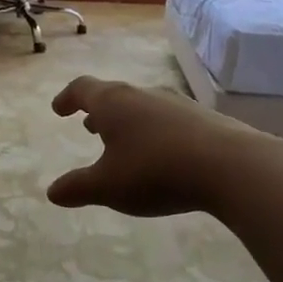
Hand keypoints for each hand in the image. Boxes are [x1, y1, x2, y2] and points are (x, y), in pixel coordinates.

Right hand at [46, 76, 277, 216]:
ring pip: (143, 106)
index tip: (58, 110)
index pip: (82, 89)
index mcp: (113, 103)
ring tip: (123, 142)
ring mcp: (176, 103)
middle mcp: (143, 94)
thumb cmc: (155, 171)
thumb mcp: (108, 187)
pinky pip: (168, 119)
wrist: (230, 166)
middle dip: (98, 111)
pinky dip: (154, 131)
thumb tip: (52, 192)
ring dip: (127, 121)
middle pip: (114, 94)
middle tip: (88, 126)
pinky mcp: (204, 118)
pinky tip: (163, 154)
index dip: (67, 98)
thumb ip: (78, 188)